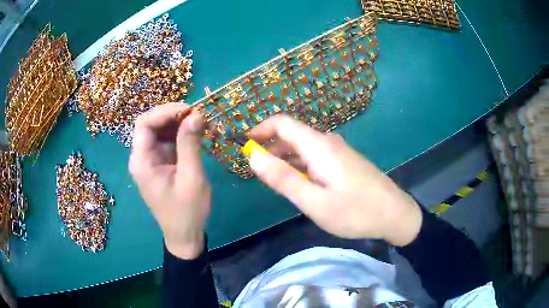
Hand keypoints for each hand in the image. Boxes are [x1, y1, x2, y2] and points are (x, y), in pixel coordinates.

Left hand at [129, 103, 210, 258]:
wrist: (184, 234)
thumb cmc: (187, 210)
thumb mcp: (191, 177)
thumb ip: (190, 144)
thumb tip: (196, 115)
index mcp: (142, 161)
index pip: (144, 124)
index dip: (165, 112)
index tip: (190, 110)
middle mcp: (141, 158)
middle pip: (149, 124)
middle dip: (172, 115)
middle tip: (197, 115)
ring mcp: (149, 161)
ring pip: (158, 131)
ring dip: (177, 123)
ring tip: (199, 122)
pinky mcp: (159, 164)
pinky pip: (165, 141)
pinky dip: (179, 134)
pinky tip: (194, 134)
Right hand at [248, 115, 421, 245]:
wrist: (395, 214)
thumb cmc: (355, 211)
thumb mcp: (314, 201)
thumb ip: (283, 178)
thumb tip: (252, 156)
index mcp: (319, 146)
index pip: (282, 123)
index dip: (259, 130)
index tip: (244, 146)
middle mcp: (328, 142)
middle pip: (292, 134)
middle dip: (269, 147)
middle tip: (255, 171)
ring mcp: (338, 151)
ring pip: (303, 147)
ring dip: (283, 158)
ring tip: (272, 180)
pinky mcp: (344, 162)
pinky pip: (314, 156)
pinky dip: (299, 165)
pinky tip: (298, 183)